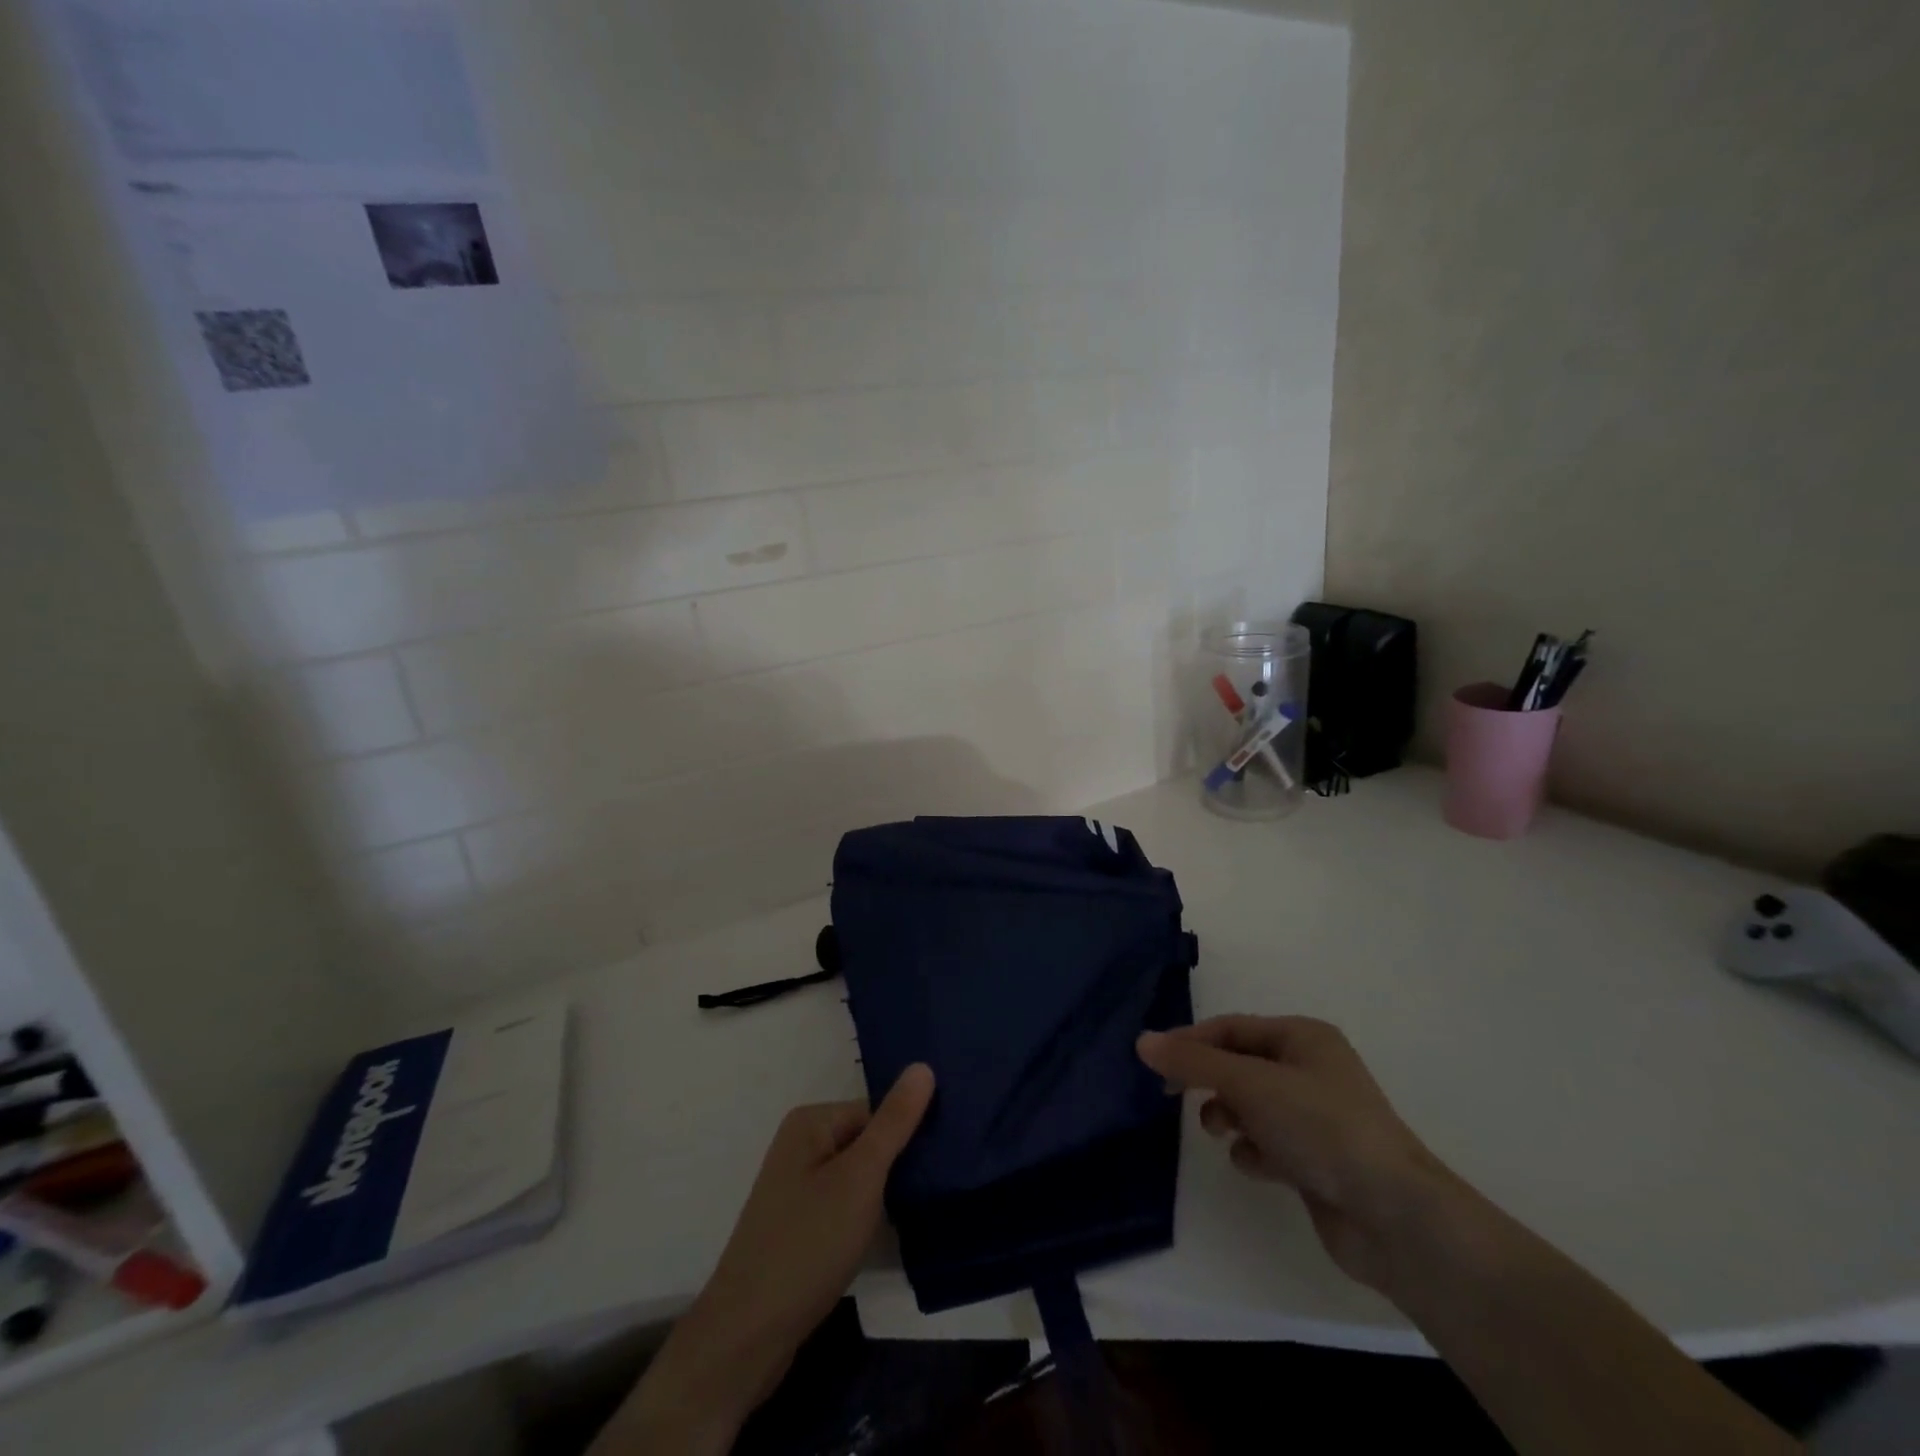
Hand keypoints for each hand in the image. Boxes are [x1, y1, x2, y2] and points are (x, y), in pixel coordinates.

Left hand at [595, 1064, 935, 1454]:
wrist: (746, 1337)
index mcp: (810, 1122)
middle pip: (867, 1142)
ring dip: (884, 1196)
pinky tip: (888, 1238)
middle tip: (937, 1189)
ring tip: (921, 1214)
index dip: (909, 1136)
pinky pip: (843, 1206)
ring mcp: (796, 1188)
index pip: (877, 1112)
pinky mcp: (798, 1226)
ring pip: (858, 1178)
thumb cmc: (808, 1245)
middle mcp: (800, 1146)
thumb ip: (894, 1123)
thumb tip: (923, 1065)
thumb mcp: (861, 1178)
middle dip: (897, 1166)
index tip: (942, 1164)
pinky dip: (866, 1219)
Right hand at [1138, 1016, 1455, 1294]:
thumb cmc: (1321, 1128)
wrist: (1394, 1217)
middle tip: (1175, 1096)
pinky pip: (1268, 1143)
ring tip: (1223, 1132)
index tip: (1155, 1062)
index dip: (1191, 1041)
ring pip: (1251, 1105)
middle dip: (1209, 1080)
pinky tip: (1259, 1165)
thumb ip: (1193, 1062)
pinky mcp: (1316, 1160)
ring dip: (1229, 1116)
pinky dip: (1255, 1151)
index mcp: (1303, 1037)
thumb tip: (1142, 1041)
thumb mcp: (1250, 1084)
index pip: (1231, 1027)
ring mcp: (1315, 1117)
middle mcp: (1310, 1070)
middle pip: (1239, 1064)